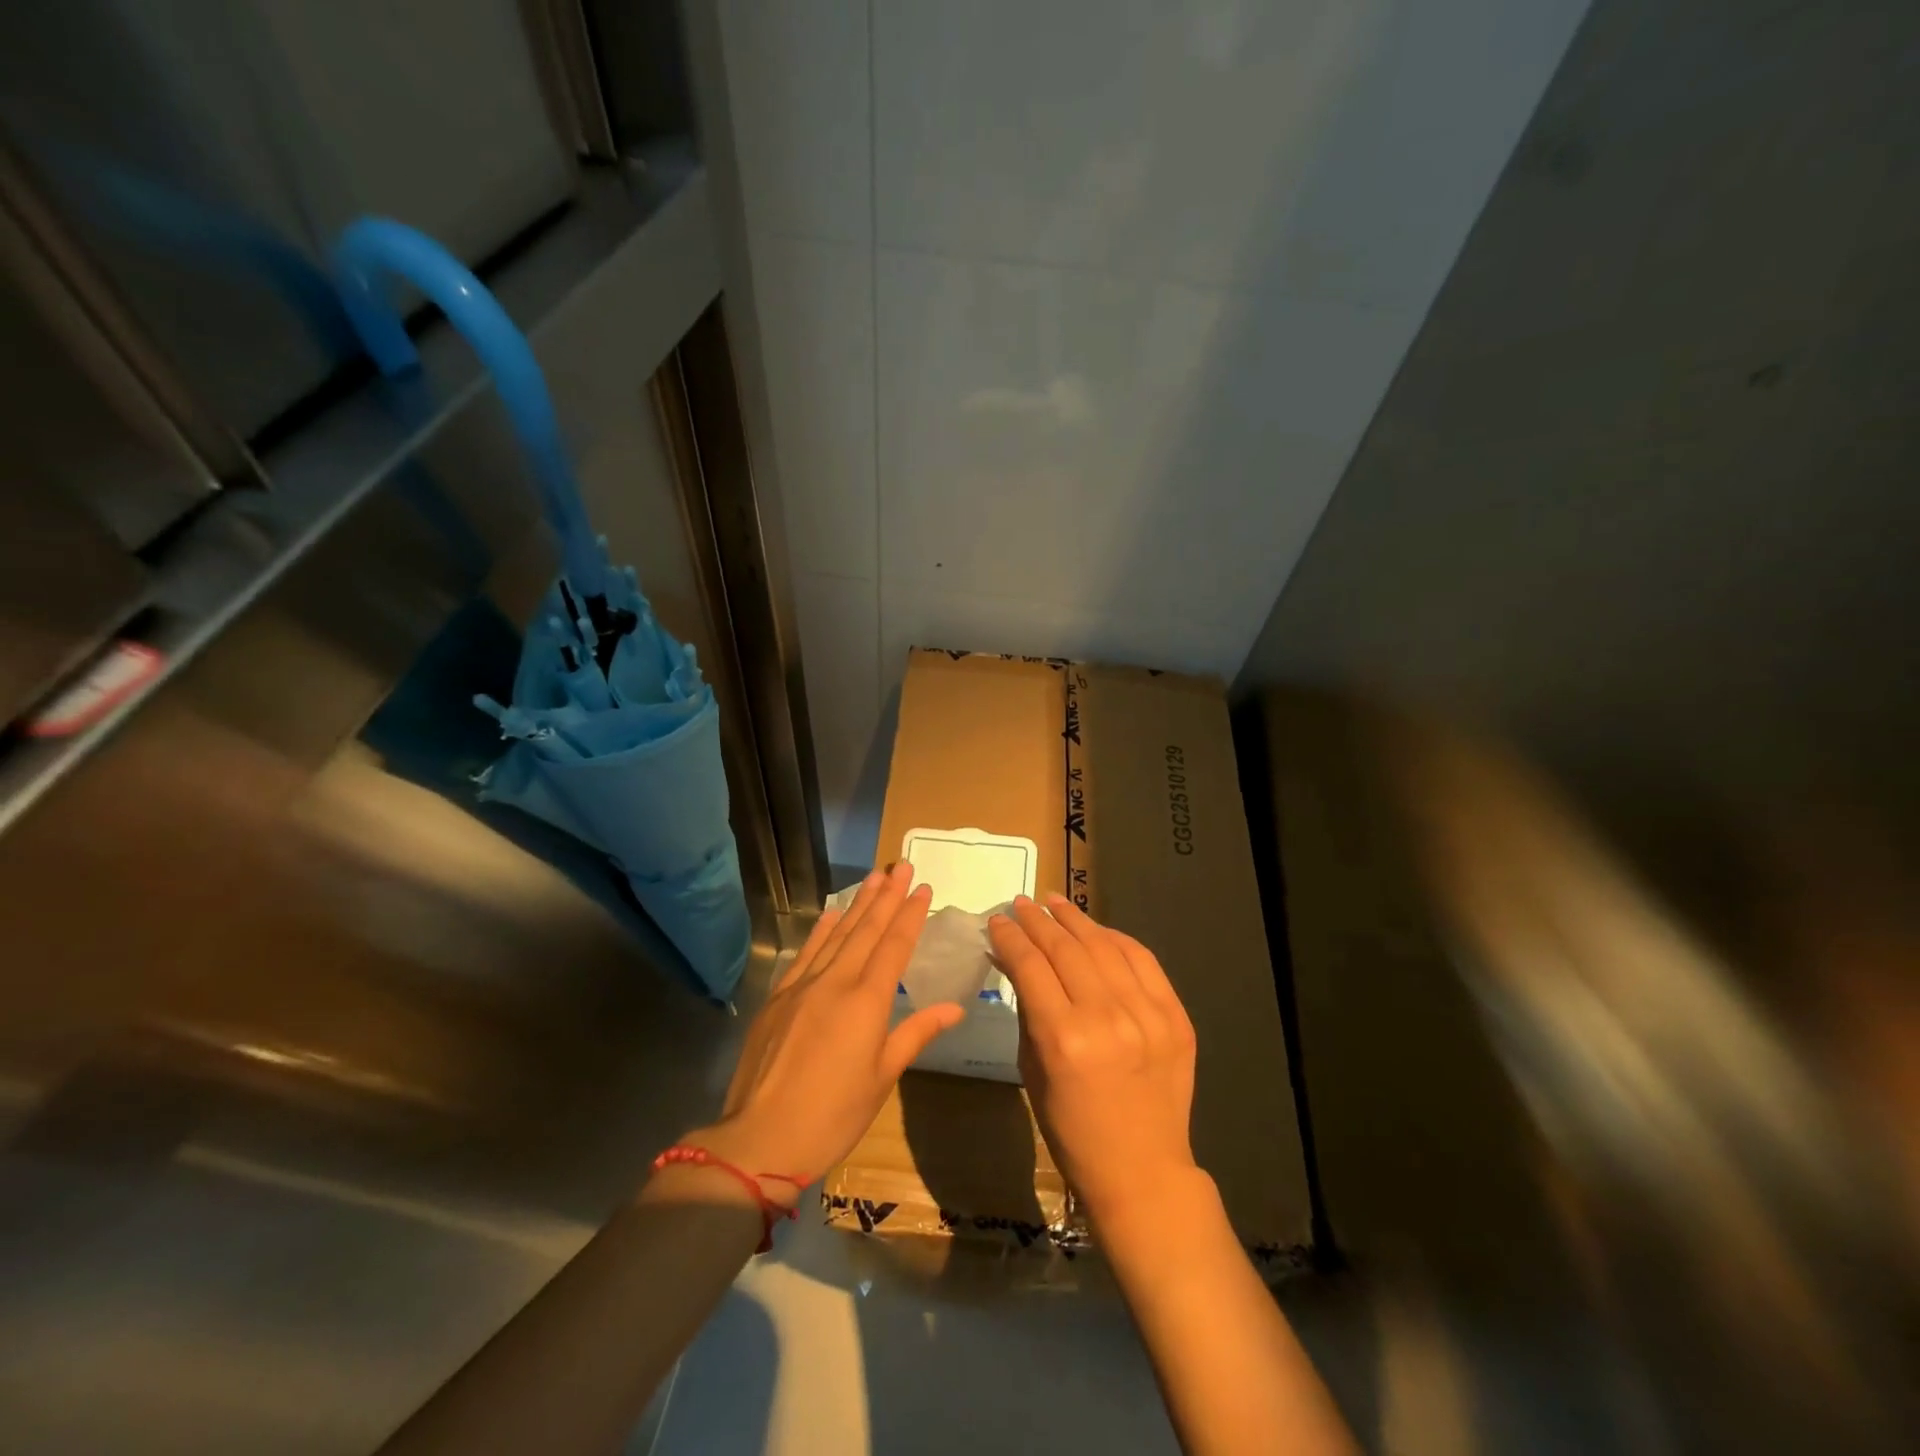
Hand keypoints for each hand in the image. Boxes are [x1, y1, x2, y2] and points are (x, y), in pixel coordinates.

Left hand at [688, 863, 963, 1188]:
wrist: (760, 1138)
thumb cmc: (833, 1115)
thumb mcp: (882, 1077)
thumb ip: (915, 1033)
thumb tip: (954, 1007)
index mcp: (867, 1001)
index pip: (895, 946)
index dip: (910, 914)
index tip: (923, 887)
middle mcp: (836, 982)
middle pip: (866, 930)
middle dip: (887, 896)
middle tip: (901, 866)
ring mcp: (803, 986)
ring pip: (837, 934)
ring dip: (858, 904)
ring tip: (875, 877)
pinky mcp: (779, 997)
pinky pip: (806, 953)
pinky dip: (821, 930)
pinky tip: (831, 913)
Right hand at [988, 894, 1198, 1222]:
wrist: (1141, 1170)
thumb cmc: (1071, 1129)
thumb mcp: (1032, 1068)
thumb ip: (1025, 1006)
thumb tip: (1010, 957)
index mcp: (1063, 1038)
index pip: (1030, 965)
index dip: (1010, 936)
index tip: (998, 919)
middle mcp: (1107, 1018)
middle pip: (1065, 948)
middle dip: (1037, 921)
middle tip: (1022, 904)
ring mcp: (1147, 1014)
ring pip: (1104, 945)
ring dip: (1075, 919)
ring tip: (1054, 902)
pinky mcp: (1175, 1016)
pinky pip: (1143, 960)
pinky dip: (1116, 938)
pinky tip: (1096, 929)